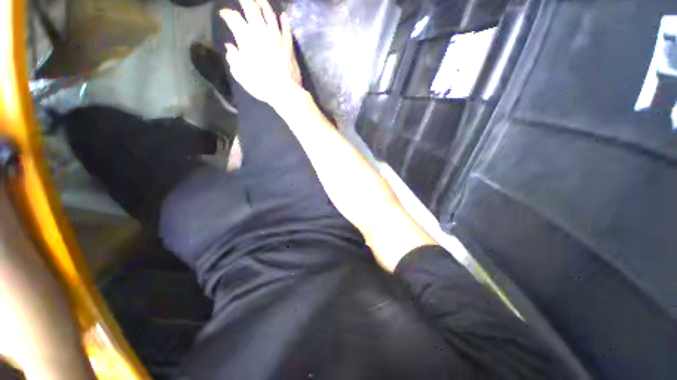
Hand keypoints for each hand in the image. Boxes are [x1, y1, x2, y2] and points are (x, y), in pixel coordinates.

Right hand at [220, 0, 302, 106]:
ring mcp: (277, 37)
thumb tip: (230, 47)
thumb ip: (233, 58)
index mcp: (246, 37)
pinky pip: (287, 29)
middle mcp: (261, 31)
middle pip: (252, 8)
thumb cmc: (261, 85)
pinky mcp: (288, 45)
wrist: (285, 92)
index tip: (223, 14)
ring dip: (264, 4)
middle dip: (245, 0)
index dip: (227, 14)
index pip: (233, 18)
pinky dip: (284, 21)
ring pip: (270, 14)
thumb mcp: (241, 74)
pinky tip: (283, 15)